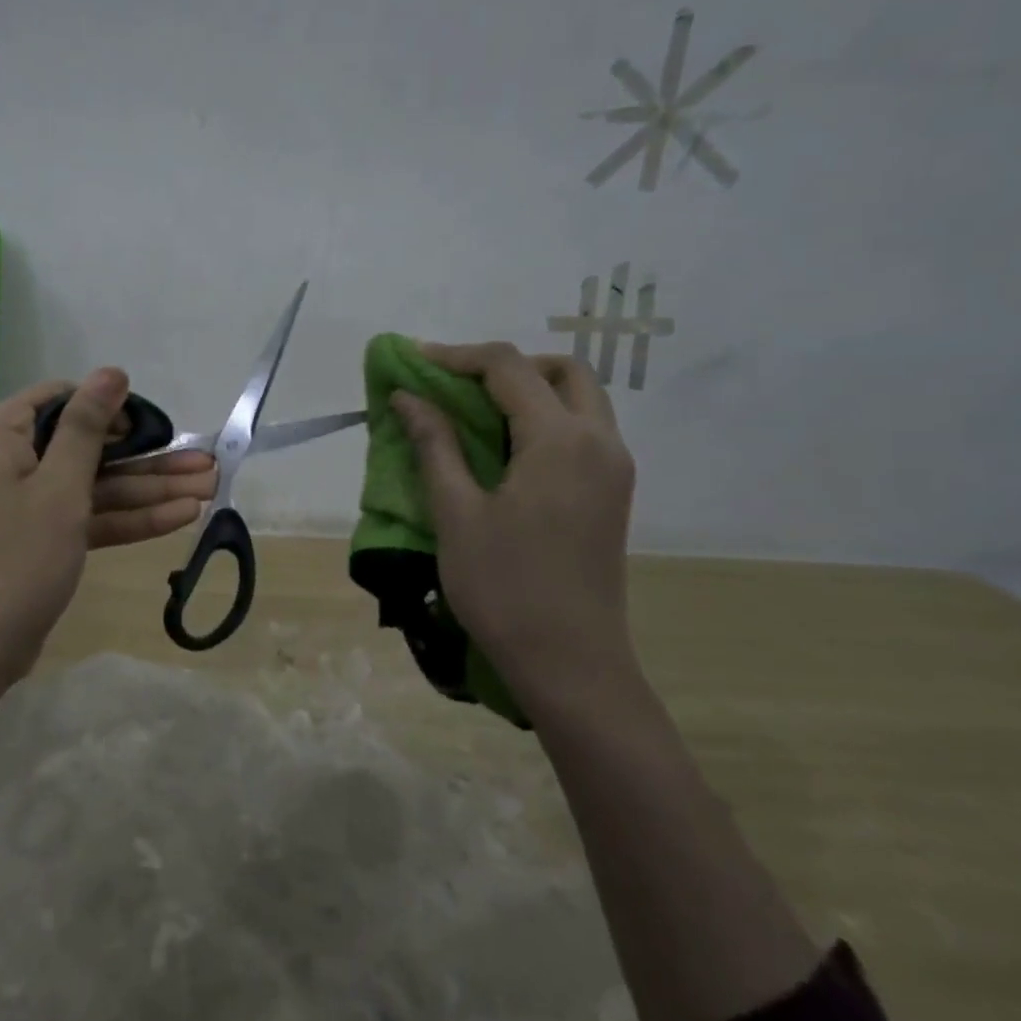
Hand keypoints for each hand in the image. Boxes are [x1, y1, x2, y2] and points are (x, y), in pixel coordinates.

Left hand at [0, 369, 217, 686]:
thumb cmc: (14, 558)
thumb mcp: (59, 487)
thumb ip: (87, 426)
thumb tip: (111, 370)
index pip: (60, 399)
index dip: (110, 408)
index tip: (154, 426)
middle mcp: (5, 459)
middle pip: (84, 446)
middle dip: (146, 458)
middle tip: (204, 462)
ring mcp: (20, 502)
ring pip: (91, 485)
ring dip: (146, 490)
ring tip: (209, 488)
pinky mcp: (34, 538)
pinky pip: (82, 516)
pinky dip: (124, 519)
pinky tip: (180, 518)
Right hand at [390, 343, 637, 704]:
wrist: (570, 664)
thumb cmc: (504, 587)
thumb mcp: (456, 512)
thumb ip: (435, 444)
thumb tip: (407, 395)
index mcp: (560, 440)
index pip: (509, 368)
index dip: (457, 356)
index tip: (413, 360)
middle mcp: (599, 442)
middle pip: (560, 370)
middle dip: (505, 366)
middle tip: (456, 385)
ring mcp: (613, 469)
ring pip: (579, 398)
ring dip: (529, 390)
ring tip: (475, 414)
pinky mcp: (612, 493)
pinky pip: (583, 430)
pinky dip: (545, 418)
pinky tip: (506, 449)